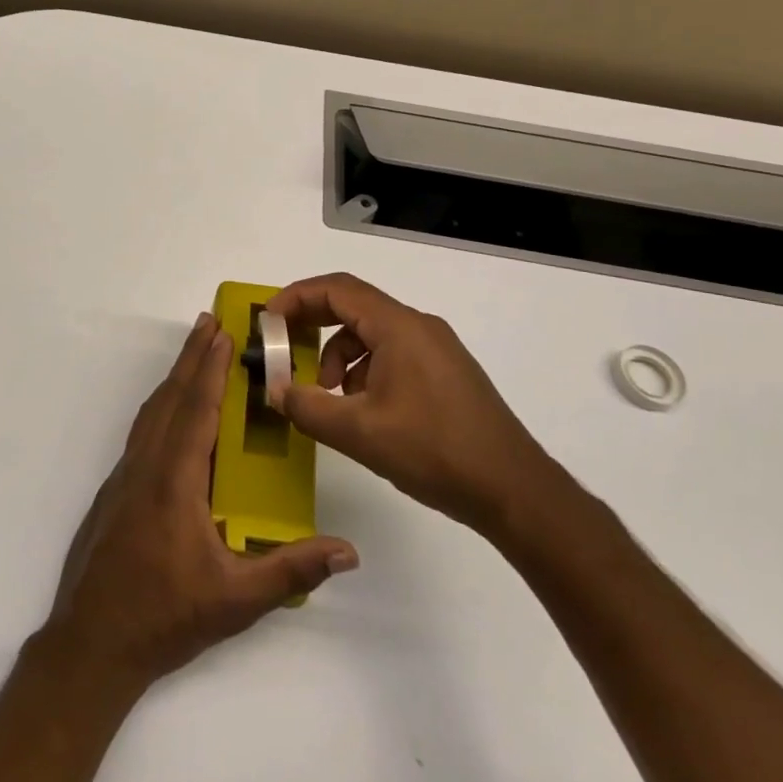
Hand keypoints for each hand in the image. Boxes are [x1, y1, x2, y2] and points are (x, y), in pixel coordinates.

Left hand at [40, 312, 358, 690]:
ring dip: (175, 377)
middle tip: (208, 320)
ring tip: (194, 353)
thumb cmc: (165, 616)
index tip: (220, 330)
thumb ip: (291, 570)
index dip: (210, 366)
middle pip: (170, 397)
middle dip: (191, 356)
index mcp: (174, 480)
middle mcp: (146, 465)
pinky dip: (161, 406)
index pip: (196, 408)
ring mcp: (126, 476)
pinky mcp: (116, 490)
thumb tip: (347, 550)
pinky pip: (143, 431)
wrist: (91, 642)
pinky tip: (173, 414)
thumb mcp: (236, 600)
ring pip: (152, 412)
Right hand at [266, 273, 555, 534]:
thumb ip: (308, 407)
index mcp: (399, 327)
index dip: (296, 297)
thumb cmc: (434, 451)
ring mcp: (436, 349)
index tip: (267, 320)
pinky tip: (362, 409)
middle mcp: (418, 326)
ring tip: (328, 395)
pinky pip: (392, 353)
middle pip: (353, 306)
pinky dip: (364, 370)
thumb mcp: (359, 433)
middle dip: (312, 324)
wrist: (515, 491)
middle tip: (283, 348)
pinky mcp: (445, 372)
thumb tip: (276, 391)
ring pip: (372, 333)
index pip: (337, 289)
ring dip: (339, 355)